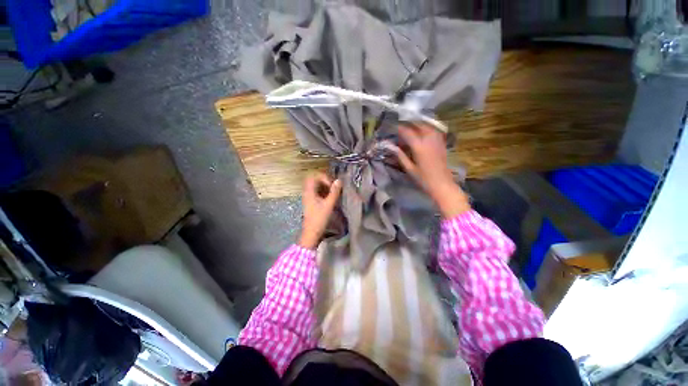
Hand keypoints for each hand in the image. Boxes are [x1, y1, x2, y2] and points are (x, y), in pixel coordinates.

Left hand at [299, 172, 342, 249]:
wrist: (311, 233)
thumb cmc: (319, 219)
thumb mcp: (329, 205)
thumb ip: (334, 192)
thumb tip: (339, 181)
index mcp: (309, 191)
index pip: (314, 176)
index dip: (324, 178)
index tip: (332, 185)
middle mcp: (307, 192)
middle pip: (314, 180)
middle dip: (324, 181)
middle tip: (333, 186)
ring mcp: (308, 197)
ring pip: (315, 186)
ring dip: (324, 186)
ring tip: (333, 192)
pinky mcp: (310, 202)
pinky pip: (316, 192)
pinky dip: (323, 192)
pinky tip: (329, 198)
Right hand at [387, 124, 469, 217]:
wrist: (442, 184)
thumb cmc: (423, 179)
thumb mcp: (409, 168)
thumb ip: (400, 155)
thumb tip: (391, 146)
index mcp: (419, 146)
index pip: (407, 132)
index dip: (399, 128)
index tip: (392, 127)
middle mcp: (429, 139)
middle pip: (418, 124)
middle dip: (409, 123)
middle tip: (401, 127)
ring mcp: (437, 140)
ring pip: (427, 125)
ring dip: (418, 124)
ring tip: (411, 127)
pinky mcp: (441, 143)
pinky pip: (434, 130)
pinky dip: (426, 128)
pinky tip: (422, 132)